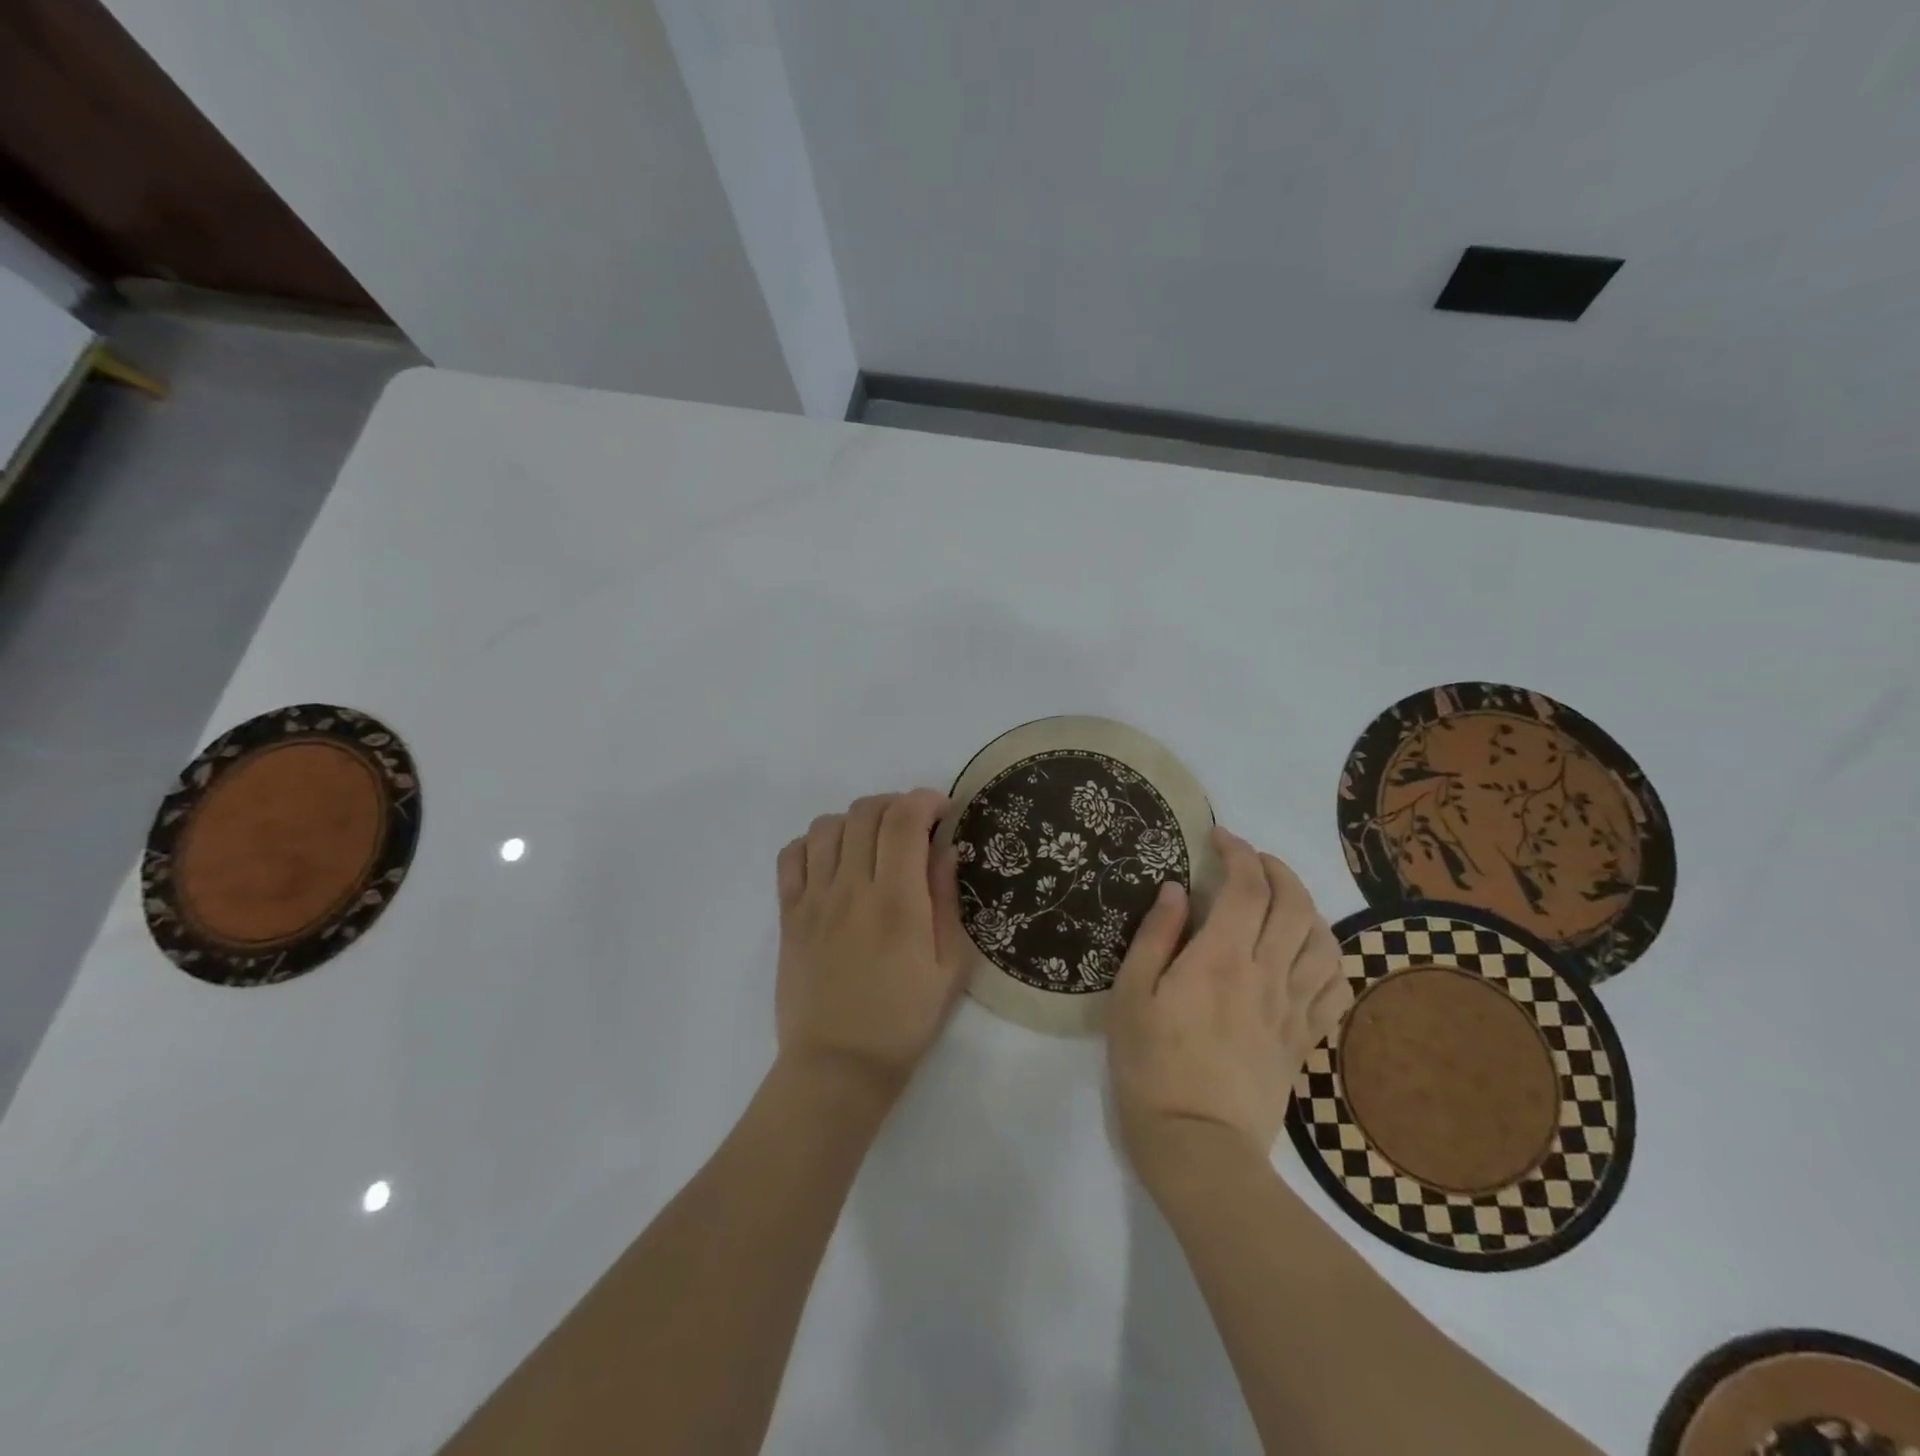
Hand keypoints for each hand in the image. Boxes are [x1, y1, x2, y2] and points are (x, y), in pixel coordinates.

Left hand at [774, 790, 967, 1101]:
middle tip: (913, 826)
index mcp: (896, 902)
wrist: (837, 1067)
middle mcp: (851, 889)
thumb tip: (945, 847)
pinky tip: (833, 861)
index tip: (942, 811)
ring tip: (873, 843)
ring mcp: (813, 900)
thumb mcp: (948, 967)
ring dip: (855, 820)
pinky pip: (791, 856)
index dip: (924, 800)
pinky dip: (813, 843)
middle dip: (895, 804)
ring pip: (826, 826)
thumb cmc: (903, 1021)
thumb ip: (946, 899)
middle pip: (865, 812)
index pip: (903, 820)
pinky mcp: (788, 915)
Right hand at [1108, 828, 1351, 1190]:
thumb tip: (1175, 889)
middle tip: (1249, 860)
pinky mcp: (1304, 1040)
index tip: (1219, 838)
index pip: (1247, 887)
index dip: (1238, 852)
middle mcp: (1266, 975)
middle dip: (1275, 868)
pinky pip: (1335, 988)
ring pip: (1323, 941)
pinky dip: (1328, 959)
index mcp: (1220, 959)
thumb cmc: (1150, 1066)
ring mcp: (1292, 1008)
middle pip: (1293, 904)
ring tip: (1280, 901)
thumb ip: (1154, 936)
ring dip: (1306, 907)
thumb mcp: (1131, 996)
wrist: (1197, 1146)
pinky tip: (1306, 955)